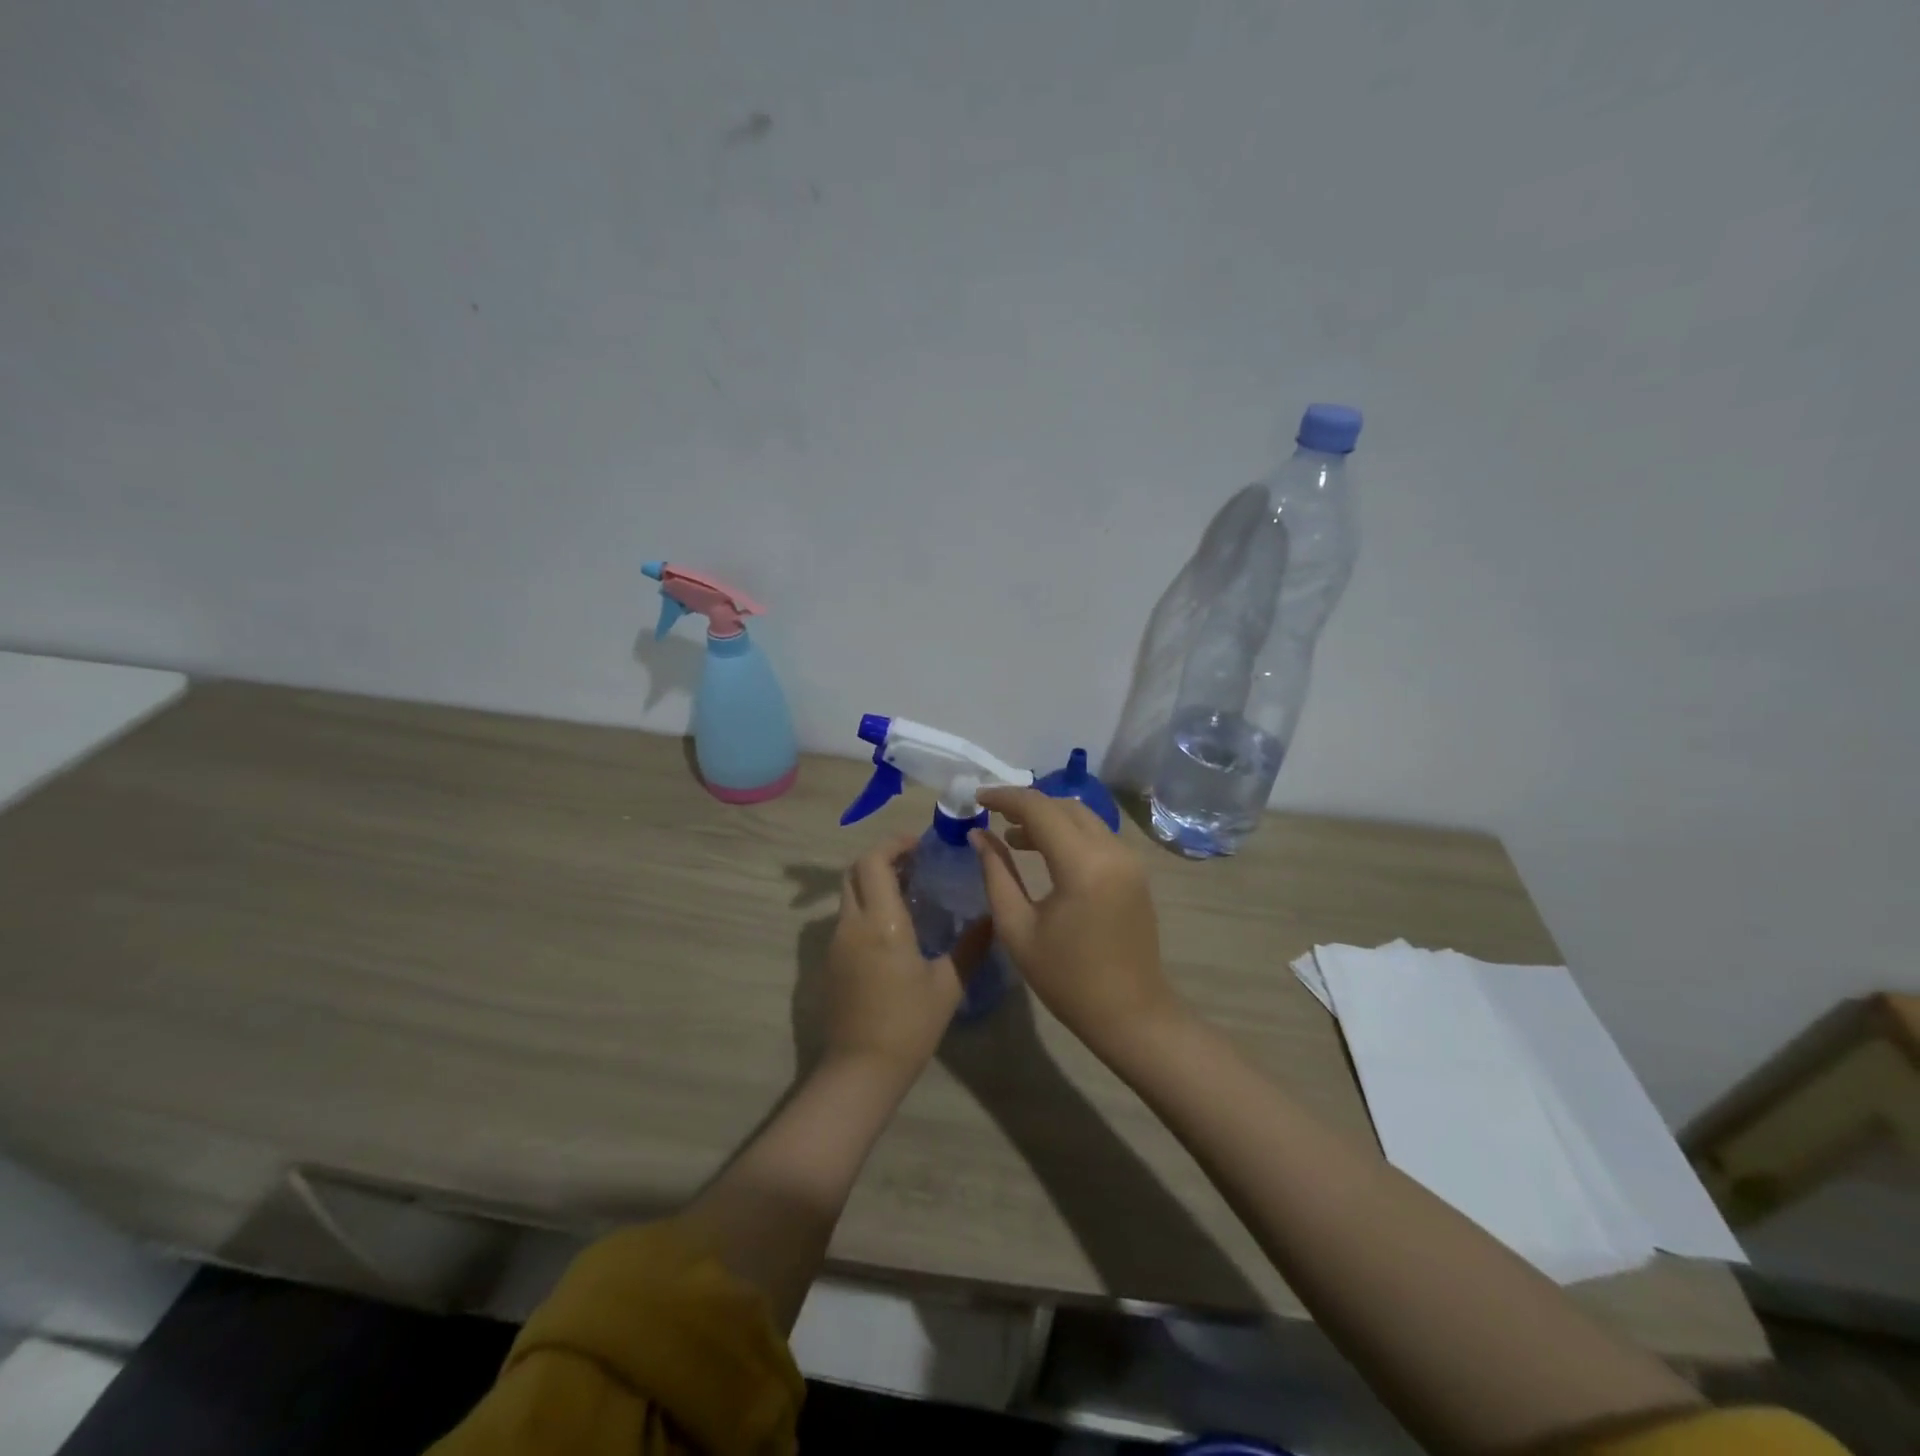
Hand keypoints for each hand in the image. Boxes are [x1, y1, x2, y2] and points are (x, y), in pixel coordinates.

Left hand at [823, 834, 988, 1080]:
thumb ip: (971, 946)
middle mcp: (852, 924)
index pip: (873, 861)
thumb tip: (992, 918)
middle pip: (855, 872)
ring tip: (910, 892)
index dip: (893, 844)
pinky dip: (867, 907)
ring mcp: (837, 943)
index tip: (919, 844)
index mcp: (881, 922)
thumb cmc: (909, 1024)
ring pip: (849, 895)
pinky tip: (894, 927)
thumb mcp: (948, 984)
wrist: (861, 1069)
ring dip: (873, 883)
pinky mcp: (831, 962)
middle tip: (916, 864)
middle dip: (882, 859)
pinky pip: (847, 919)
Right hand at [973, 789, 1180, 1054]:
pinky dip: (1069, 833)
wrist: (1131, 1014)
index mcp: (1082, 864)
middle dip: (1027, 805)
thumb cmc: (1067, 979)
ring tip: (1013, 837)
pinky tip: (1046, 853)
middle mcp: (1112, 850)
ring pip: (1083, 817)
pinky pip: (1097, 835)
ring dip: (1049, 818)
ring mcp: (1129, 859)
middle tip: (993, 816)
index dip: (1005, 797)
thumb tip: (978, 835)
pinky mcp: (1135, 871)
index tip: (977, 797)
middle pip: (1064, 805)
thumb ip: (996, 873)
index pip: (1039, 808)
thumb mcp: (1018, 928)